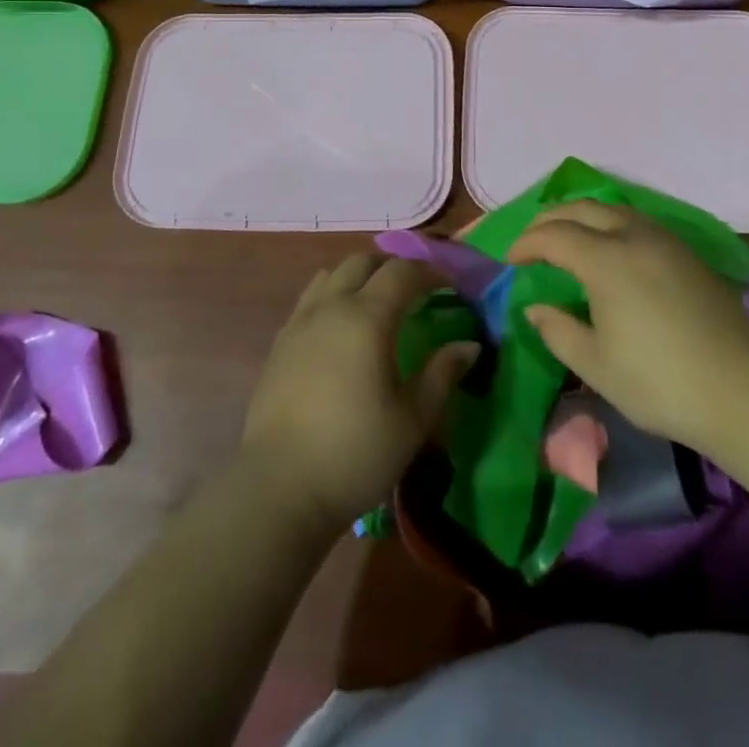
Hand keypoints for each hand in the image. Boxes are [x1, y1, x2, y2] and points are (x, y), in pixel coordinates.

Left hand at [240, 254, 477, 535]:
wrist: (279, 487)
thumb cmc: (356, 453)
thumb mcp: (412, 420)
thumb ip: (442, 374)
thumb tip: (469, 345)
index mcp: (367, 317)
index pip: (402, 272)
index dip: (430, 272)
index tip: (451, 286)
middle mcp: (331, 307)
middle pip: (363, 261)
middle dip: (393, 266)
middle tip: (416, 290)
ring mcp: (300, 322)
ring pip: (332, 274)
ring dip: (359, 276)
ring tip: (377, 302)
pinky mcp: (280, 342)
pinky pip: (311, 298)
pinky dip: (333, 295)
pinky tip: (341, 328)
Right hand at [507, 200, 748, 455]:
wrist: (742, 392)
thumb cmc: (659, 382)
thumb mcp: (595, 365)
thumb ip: (557, 330)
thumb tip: (535, 308)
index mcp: (605, 259)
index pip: (553, 235)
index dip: (526, 243)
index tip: (511, 261)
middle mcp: (634, 236)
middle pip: (582, 208)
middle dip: (550, 218)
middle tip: (533, 240)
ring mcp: (666, 241)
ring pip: (614, 209)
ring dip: (583, 216)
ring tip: (569, 238)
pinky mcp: (689, 254)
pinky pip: (639, 222)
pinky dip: (612, 224)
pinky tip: (612, 250)